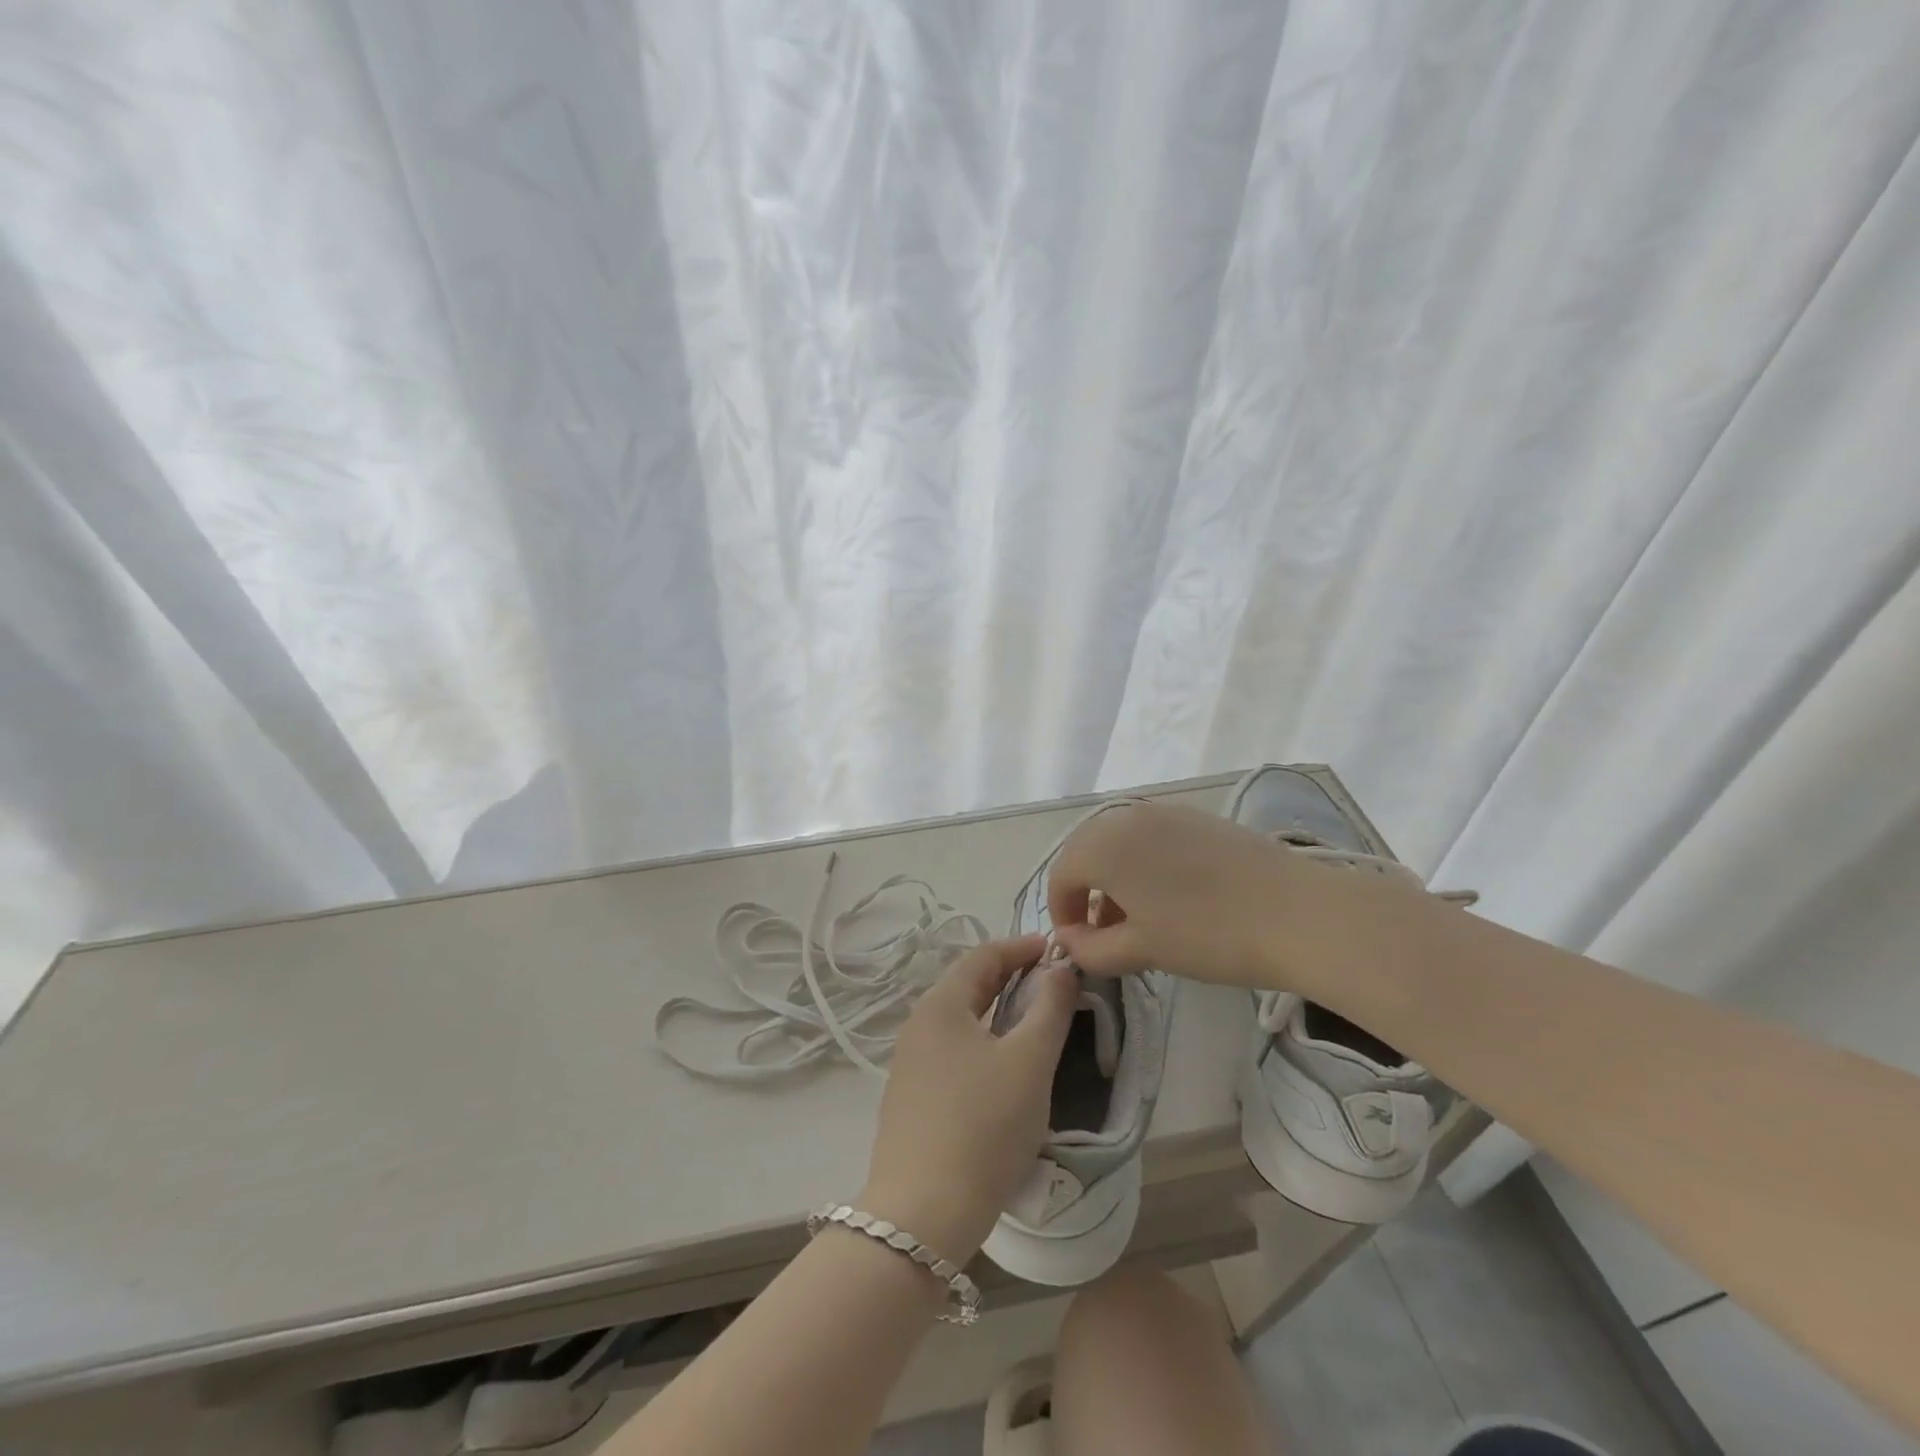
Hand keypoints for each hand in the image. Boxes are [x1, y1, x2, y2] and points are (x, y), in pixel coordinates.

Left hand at [857, 935, 1076, 1264]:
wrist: (922, 1215)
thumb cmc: (983, 1125)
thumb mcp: (1029, 1062)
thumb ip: (1050, 1009)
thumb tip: (1060, 970)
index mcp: (940, 1005)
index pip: (984, 957)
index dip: (1022, 947)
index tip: (1058, 950)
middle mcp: (918, 1025)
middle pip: (968, 986)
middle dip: (1011, 977)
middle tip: (1052, 982)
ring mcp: (910, 1065)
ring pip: (961, 1021)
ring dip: (997, 1012)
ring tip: (1034, 1022)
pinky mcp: (911, 1100)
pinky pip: (952, 1052)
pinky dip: (983, 1043)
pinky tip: (1003, 1068)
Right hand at [1045, 801, 1308, 989]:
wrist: (1297, 913)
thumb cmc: (1207, 934)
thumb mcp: (1141, 950)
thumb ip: (1091, 949)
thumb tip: (1068, 942)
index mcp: (1103, 845)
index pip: (1062, 876)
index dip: (1062, 913)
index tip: (1078, 946)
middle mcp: (1126, 817)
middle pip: (1086, 853)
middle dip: (1086, 892)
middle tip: (1103, 933)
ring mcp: (1164, 812)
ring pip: (1119, 842)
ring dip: (1114, 878)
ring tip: (1137, 919)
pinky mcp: (1196, 817)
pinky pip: (1150, 836)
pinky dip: (1143, 863)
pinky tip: (1170, 896)